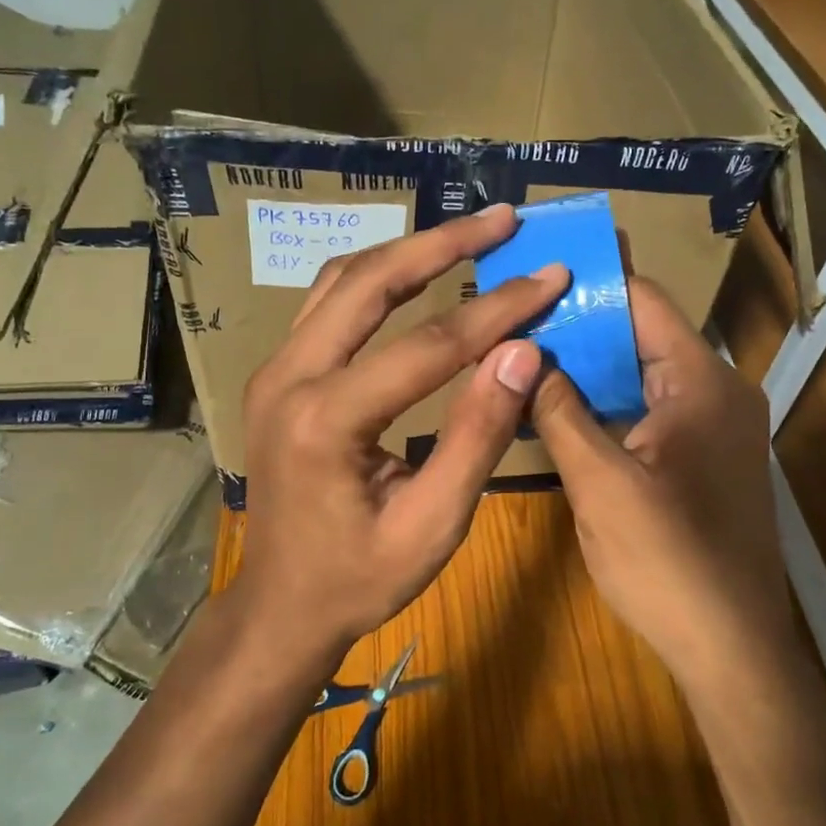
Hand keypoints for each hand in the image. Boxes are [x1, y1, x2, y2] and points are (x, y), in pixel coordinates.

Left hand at [235, 205, 568, 663]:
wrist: (281, 605)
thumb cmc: (359, 579)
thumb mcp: (433, 524)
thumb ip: (477, 436)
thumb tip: (522, 353)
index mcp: (327, 421)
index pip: (428, 345)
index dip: (497, 309)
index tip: (551, 276)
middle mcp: (289, 377)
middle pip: (370, 281)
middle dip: (443, 243)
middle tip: (504, 219)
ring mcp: (274, 370)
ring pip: (342, 280)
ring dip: (407, 250)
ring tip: (468, 234)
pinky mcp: (277, 374)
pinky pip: (328, 304)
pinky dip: (378, 278)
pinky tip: (416, 271)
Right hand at [532, 277, 792, 685]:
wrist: (732, 650)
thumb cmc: (668, 561)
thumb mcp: (600, 483)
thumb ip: (560, 411)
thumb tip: (522, 353)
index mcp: (701, 382)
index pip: (644, 300)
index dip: (590, 281)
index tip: (535, 272)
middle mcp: (718, 391)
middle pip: (643, 335)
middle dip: (580, 327)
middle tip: (515, 319)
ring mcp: (716, 427)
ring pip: (644, 375)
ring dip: (591, 369)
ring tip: (526, 358)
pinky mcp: (707, 459)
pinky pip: (652, 411)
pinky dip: (610, 405)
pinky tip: (562, 411)